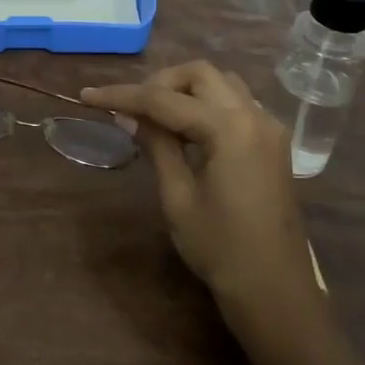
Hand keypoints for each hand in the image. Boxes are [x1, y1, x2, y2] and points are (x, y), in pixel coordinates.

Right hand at [83, 61, 315, 314]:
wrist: (275, 290)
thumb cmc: (221, 249)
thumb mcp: (178, 197)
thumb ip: (156, 146)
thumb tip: (129, 114)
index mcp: (229, 128)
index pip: (165, 100)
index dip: (123, 95)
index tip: (88, 95)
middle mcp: (254, 115)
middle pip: (200, 74)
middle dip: (160, 83)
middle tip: (131, 108)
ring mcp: (268, 127)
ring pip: (221, 83)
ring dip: (185, 90)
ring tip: (155, 117)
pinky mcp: (272, 142)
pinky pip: (236, 103)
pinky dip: (207, 104)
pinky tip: (186, 129)